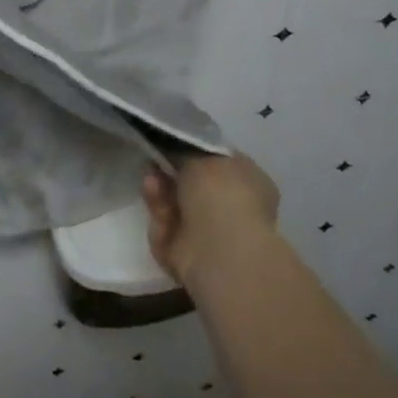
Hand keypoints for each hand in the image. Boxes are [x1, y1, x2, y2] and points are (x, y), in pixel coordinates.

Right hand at [143, 153, 282, 288]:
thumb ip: (183, 150)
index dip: (190, 151)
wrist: (220, 250)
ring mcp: (209, 234)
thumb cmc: (221, 193)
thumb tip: (174, 151)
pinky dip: (159, 218)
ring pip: (172, 206)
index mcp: (247, 182)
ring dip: (158, 193)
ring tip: (151, 183)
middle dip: (167, 172)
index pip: (215, 161)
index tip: (167, 142)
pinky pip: (164, 229)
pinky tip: (159, 212)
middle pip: (188, 184)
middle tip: (153, 162)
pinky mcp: (186, 254)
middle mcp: (230, 208)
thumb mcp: (199, 155)